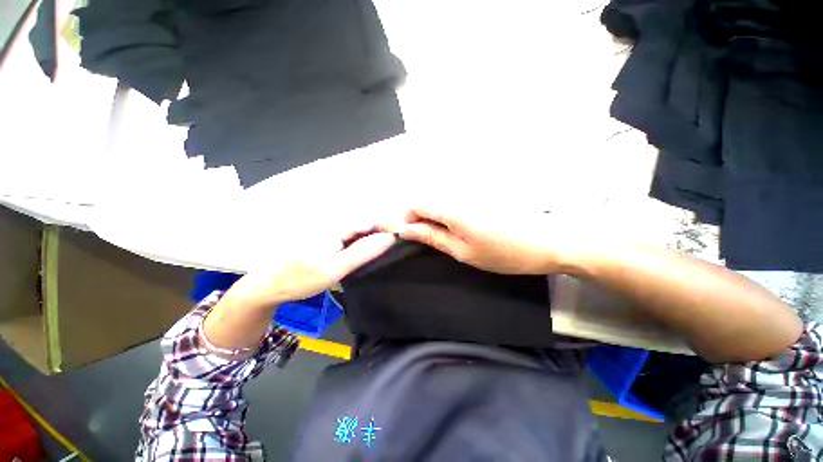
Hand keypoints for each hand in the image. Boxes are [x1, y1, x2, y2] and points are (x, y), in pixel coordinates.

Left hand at [222, 229, 395, 311]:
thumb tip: (389, 237)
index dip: (389, 225)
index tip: (406, 234)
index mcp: (337, 226)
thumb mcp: (336, 268)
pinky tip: (370, 248)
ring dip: (376, 234)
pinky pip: (352, 234)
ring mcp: (331, 229)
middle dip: (385, 229)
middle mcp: (335, 222)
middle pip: (367, 221)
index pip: (371, 220)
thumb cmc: (301, 278)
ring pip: (360, 228)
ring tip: (389, 245)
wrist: (269, 284)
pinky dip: (365, 240)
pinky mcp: (329, 236)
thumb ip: (363, 251)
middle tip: (400, 242)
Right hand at [390, 206, 577, 274]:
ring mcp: (473, 189)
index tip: (415, 235)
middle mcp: (460, 192)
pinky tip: (467, 225)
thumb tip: (406, 230)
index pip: (417, 202)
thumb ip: (433, 237)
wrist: (549, 241)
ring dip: (438, 215)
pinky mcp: (484, 190)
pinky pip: (457, 197)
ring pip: (442, 198)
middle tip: (436, 239)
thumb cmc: (504, 252)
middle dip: (423, 218)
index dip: (410, 218)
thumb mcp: (463, 251)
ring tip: (452, 235)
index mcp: (452, 208)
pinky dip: (452, 211)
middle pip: (428, 198)